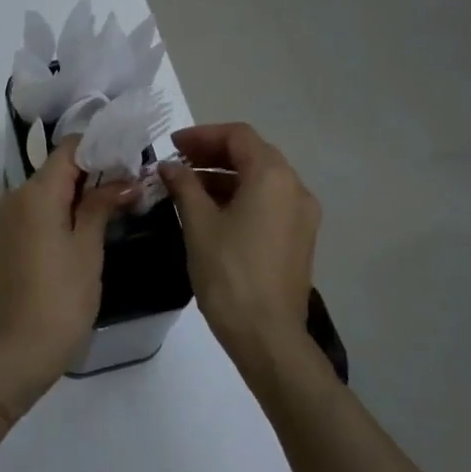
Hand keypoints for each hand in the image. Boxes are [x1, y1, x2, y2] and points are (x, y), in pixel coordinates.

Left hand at [0, 139, 135, 381]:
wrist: (17, 350)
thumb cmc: (61, 297)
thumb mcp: (87, 248)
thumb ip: (101, 205)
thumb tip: (124, 180)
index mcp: (35, 193)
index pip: (69, 149)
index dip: (101, 147)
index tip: (131, 157)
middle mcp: (15, 197)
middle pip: (57, 168)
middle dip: (94, 170)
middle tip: (132, 182)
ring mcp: (7, 219)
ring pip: (47, 190)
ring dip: (79, 191)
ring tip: (117, 202)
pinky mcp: (6, 240)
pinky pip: (37, 211)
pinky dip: (62, 209)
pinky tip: (89, 224)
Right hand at [158, 123, 319, 361]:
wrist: (268, 336)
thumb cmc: (229, 274)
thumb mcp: (199, 224)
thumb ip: (184, 186)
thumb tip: (169, 166)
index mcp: (272, 177)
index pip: (237, 136)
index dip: (201, 135)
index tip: (171, 145)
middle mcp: (294, 187)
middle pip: (252, 154)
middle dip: (212, 153)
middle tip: (176, 162)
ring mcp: (301, 214)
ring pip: (260, 179)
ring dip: (224, 176)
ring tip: (187, 187)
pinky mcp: (299, 238)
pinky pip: (268, 202)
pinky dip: (240, 196)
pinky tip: (211, 211)